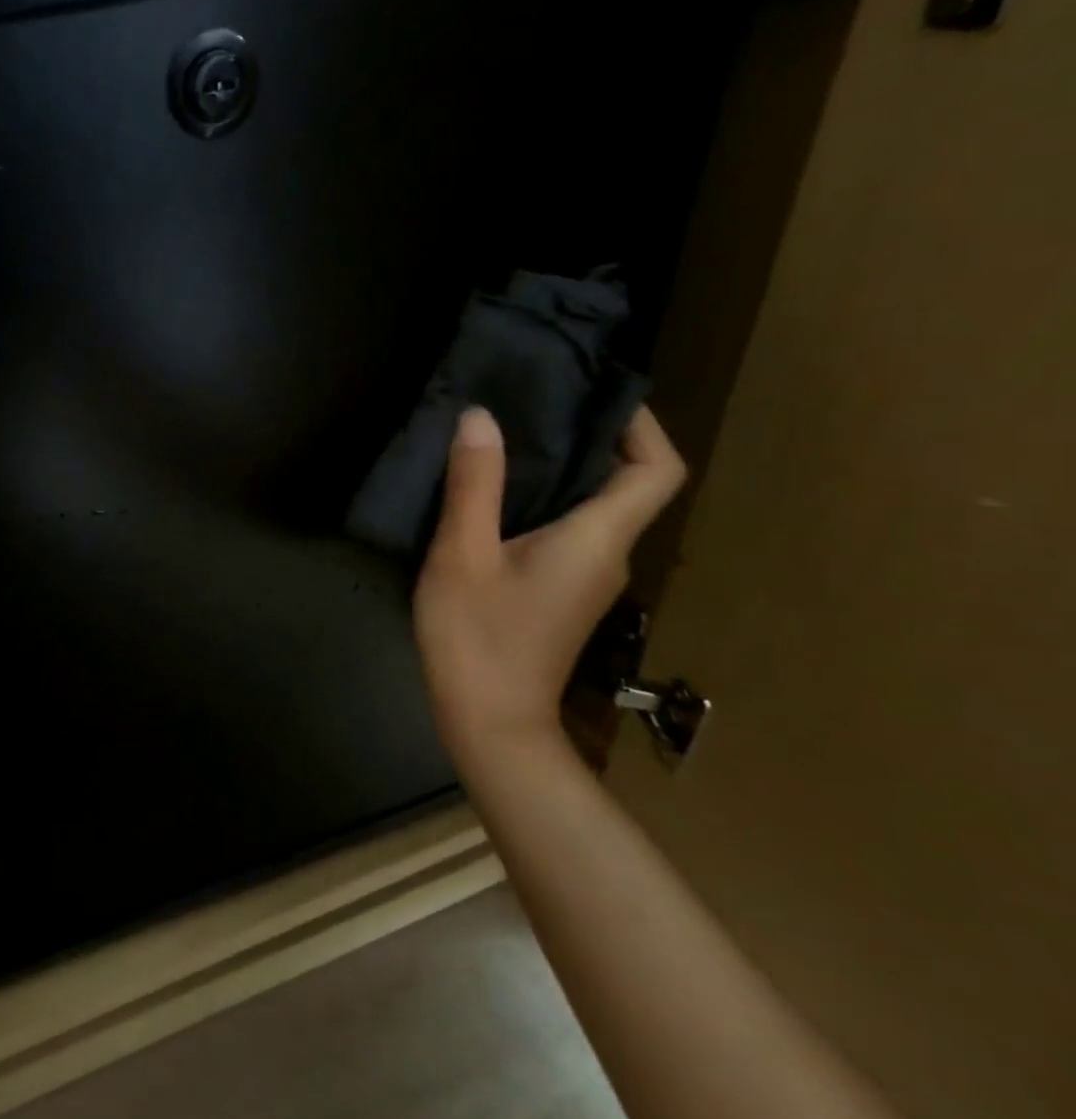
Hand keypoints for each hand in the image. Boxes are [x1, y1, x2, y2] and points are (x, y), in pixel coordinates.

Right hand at [413, 405, 685, 763]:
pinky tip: (495, 495)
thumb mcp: (462, 555)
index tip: (594, 396)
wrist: (489, 722)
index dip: (641, 426)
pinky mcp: (564, 593)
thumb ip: (474, 485)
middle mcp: (609, 554)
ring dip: (564, 470)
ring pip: (595, 508)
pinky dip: (545, 501)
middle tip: (532, 405)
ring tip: (507, 438)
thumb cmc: (477, 637)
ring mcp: (589, 578)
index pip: (656, 470)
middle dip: (590, 438)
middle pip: (627, 484)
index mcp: (597, 539)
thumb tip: (481, 417)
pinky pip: (570, 530)